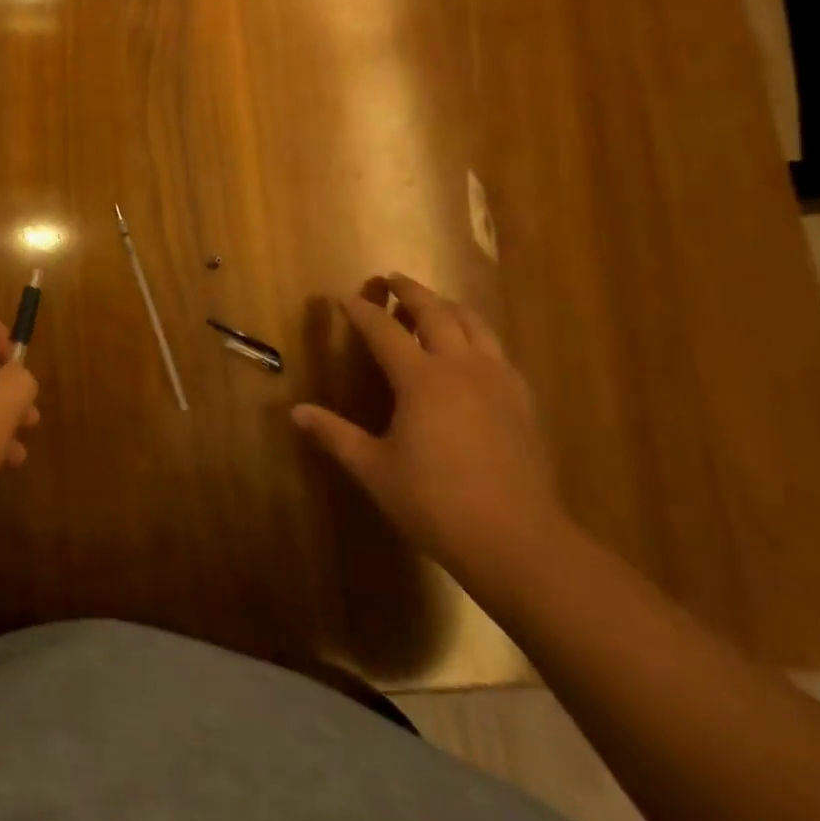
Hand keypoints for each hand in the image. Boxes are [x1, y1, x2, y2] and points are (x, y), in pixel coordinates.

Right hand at [292, 273, 563, 587]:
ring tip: (434, 303)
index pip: (383, 329)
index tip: (341, 297)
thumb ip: (335, 435)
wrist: (519, 541)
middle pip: (436, 312)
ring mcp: (497, 381)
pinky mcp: (522, 400)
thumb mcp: (375, 470)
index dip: (360, 310)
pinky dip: (477, 336)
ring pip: (474, 324)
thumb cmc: (437, 503)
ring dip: (448, 306)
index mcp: (421, 379)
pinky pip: (497, 350)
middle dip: (410, 291)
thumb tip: (296, 412)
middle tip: (392, 279)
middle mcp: (460, 367)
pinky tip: (472, 352)